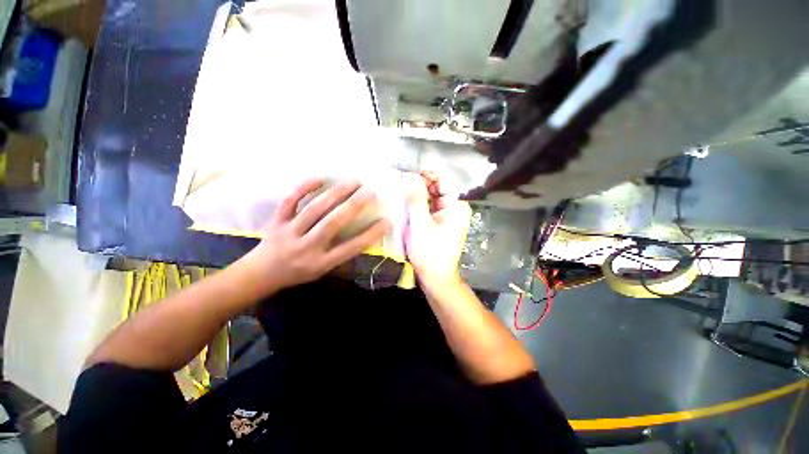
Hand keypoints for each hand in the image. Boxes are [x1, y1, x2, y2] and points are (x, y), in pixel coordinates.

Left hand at [240, 179, 391, 293]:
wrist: (261, 273)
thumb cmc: (299, 272)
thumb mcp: (323, 270)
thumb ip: (341, 253)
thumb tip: (363, 234)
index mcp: (321, 263)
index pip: (351, 247)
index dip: (371, 234)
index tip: (387, 221)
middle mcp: (307, 247)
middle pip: (332, 223)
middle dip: (354, 205)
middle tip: (371, 191)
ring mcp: (290, 232)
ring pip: (314, 209)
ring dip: (336, 193)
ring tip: (353, 181)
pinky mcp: (277, 221)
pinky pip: (290, 201)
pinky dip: (304, 187)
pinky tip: (320, 178)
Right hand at [403, 173, 471, 287]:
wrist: (436, 278)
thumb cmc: (430, 252)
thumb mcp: (420, 224)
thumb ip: (415, 198)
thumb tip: (409, 175)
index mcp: (456, 205)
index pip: (440, 180)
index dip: (422, 175)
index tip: (404, 175)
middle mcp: (455, 207)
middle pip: (435, 188)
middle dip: (418, 185)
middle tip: (398, 184)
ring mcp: (448, 216)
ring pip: (430, 198)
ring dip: (416, 195)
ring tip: (399, 192)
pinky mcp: (440, 223)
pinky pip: (429, 208)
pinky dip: (418, 205)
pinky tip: (405, 204)